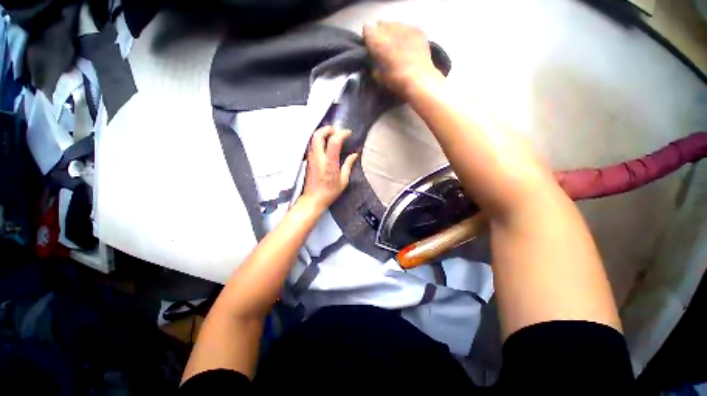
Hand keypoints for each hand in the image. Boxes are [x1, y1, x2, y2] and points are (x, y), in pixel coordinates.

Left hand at [300, 126, 357, 212]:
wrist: (313, 200)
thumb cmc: (329, 193)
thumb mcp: (343, 181)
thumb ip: (348, 165)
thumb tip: (354, 155)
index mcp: (329, 164)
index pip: (333, 142)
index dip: (341, 134)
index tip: (348, 133)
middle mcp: (318, 158)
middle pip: (318, 135)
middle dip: (327, 128)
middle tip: (336, 130)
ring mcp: (311, 158)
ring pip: (313, 138)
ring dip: (322, 133)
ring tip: (331, 135)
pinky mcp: (308, 161)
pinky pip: (312, 144)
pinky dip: (318, 139)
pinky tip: (325, 144)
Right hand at [363, 21, 442, 96]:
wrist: (419, 80)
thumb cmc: (395, 81)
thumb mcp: (377, 77)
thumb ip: (373, 65)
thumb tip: (374, 61)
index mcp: (377, 40)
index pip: (367, 30)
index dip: (368, 40)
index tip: (371, 49)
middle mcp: (390, 29)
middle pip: (381, 25)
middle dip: (381, 35)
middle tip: (384, 49)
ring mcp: (405, 27)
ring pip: (395, 25)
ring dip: (394, 34)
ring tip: (398, 48)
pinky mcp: (418, 30)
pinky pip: (408, 28)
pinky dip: (406, 36)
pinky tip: (409, 48)